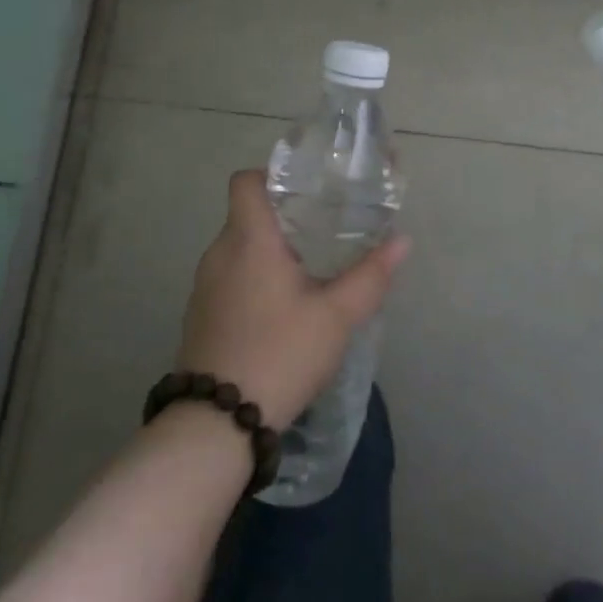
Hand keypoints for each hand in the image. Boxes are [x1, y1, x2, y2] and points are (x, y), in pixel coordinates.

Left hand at [175, 170, 410, 430]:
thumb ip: (370, 275)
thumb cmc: (280, 353)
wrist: (216, 425)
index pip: (246, 181)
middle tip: (322, 229)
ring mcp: (204, 287)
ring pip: (238, 249)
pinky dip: (252, 280)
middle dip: (282, 218)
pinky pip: (228, 279)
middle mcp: (219, 253)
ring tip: (307, 269)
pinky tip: (280, 309)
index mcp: (249, 239)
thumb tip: (402, 241)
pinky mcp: (199, 317)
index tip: (305, 191)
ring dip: (267, 252)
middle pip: (246, 215)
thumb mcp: (336, 316)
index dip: (272, 176)